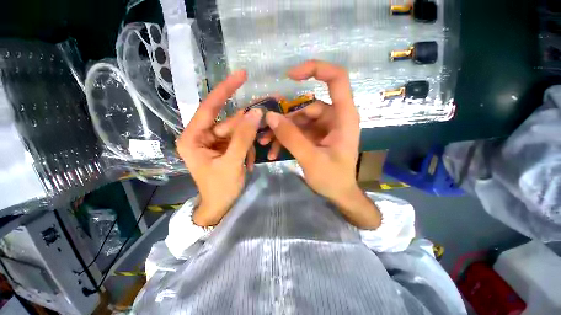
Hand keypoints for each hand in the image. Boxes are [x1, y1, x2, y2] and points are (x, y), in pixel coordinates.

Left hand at [176, 70, 261, 226]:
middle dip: (244, 132)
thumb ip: (243, 137)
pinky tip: (247, 164)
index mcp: (193, 137)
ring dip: (248, 144)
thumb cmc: (220, 188)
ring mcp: (214, 142)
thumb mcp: (232, 163)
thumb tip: (256, 113)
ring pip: (238, 131)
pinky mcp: (224, 147)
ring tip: (247, 161)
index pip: (209, 107)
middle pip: (229, 122)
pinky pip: (240, 140)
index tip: (241, 75)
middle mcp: (202, 136)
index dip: (225, 90)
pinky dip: (248, 150)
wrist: (220, 206)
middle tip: (255, 142)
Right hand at [263, 60, 380, 228]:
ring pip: (298, 120)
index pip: (336, 79)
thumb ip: (291, 138)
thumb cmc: (333, 179)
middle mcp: (334, 118)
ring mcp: (323, 127)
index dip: (316, 69)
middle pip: (307, 106)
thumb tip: (270, 116)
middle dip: (285, 118)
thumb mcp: (311, 159)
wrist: (339, 195)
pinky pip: (298, 132)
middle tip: (265, 128)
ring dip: (281, 131)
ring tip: (265, 142)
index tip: (290, 76)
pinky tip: (273, 151)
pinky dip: (285, 139)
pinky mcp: (315, 136)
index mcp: (343, 117)